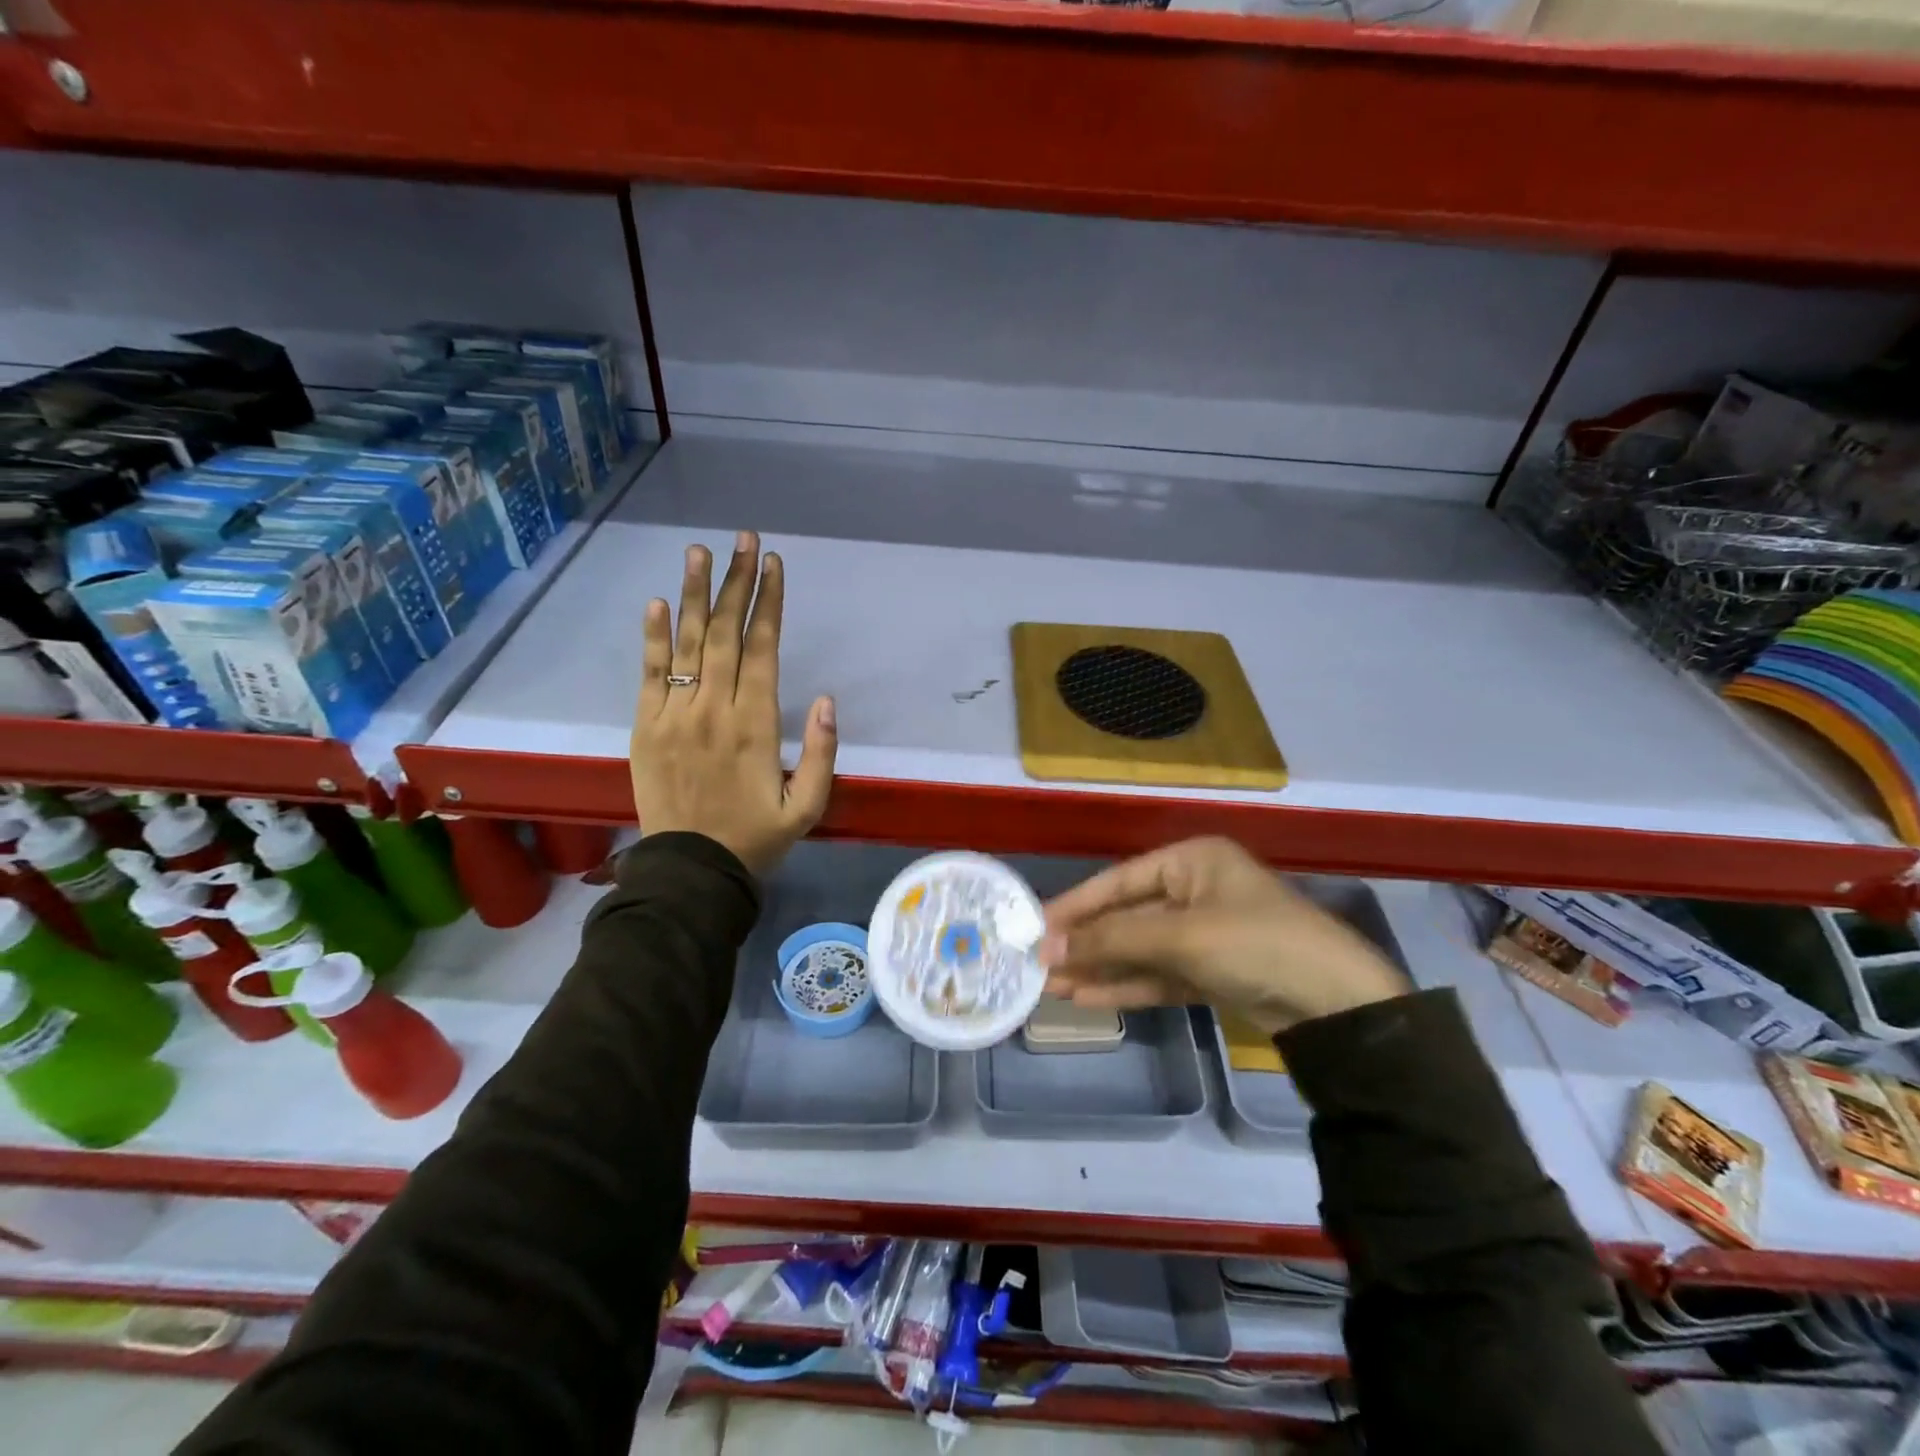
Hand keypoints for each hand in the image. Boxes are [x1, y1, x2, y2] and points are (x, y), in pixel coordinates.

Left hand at [630, 531, 836, 874]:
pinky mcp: (644, 728)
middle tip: (743, 539)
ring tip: (699, 551)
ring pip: (687, 643)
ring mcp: (674, 716)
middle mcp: (714, 709)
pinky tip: (658, 602)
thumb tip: (825, 699)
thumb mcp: (808, 807)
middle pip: (725, 633)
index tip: (773, 564)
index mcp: (755, 724)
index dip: (768, 603)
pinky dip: (652, 637)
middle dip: (736, 582)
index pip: (762, 648)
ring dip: (694, 594)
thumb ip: (820, 753)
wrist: (690, 871)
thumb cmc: (755, 838)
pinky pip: (648, 674)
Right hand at [1038, 838, 1409, 1034]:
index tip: (1036, 927)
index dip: (1076, 905)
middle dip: (1086, 942)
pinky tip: (1089, 997)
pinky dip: (1128, 986)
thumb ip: (1112, 941)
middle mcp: (1196, 890)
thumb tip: (1047, 948)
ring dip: (1101, 967)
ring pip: (1141, 949)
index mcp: (1193, 861)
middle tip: (1038, 964)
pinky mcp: (1213, 972)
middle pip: (1127, 916)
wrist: (1339, 1007)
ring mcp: (1206, 934)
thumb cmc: (1256, 945)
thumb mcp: (1180, 937)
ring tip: (1052, 986)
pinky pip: (1161, 974)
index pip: (1120, 880)